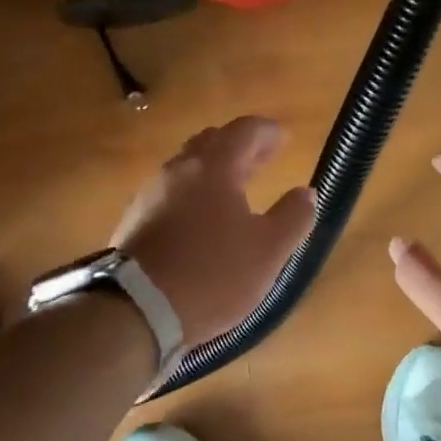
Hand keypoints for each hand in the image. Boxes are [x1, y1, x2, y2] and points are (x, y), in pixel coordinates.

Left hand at [113, 116, 315, 347]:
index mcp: (214, 167)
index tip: (284, 138)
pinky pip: (171, 193)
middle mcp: (179, 170)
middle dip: (240, 146)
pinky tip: (202, 219)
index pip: (244, 130)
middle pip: (211, 142)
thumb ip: (293, 217)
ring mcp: (151, 193)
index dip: (267, 131)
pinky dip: (194, 193)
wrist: (135, 310)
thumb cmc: (212, 274)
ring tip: (235, 189)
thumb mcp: (268, 251)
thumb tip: (306, 193)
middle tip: (262, 159)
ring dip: (215, 169)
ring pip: (187, 167)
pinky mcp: (135, 220)